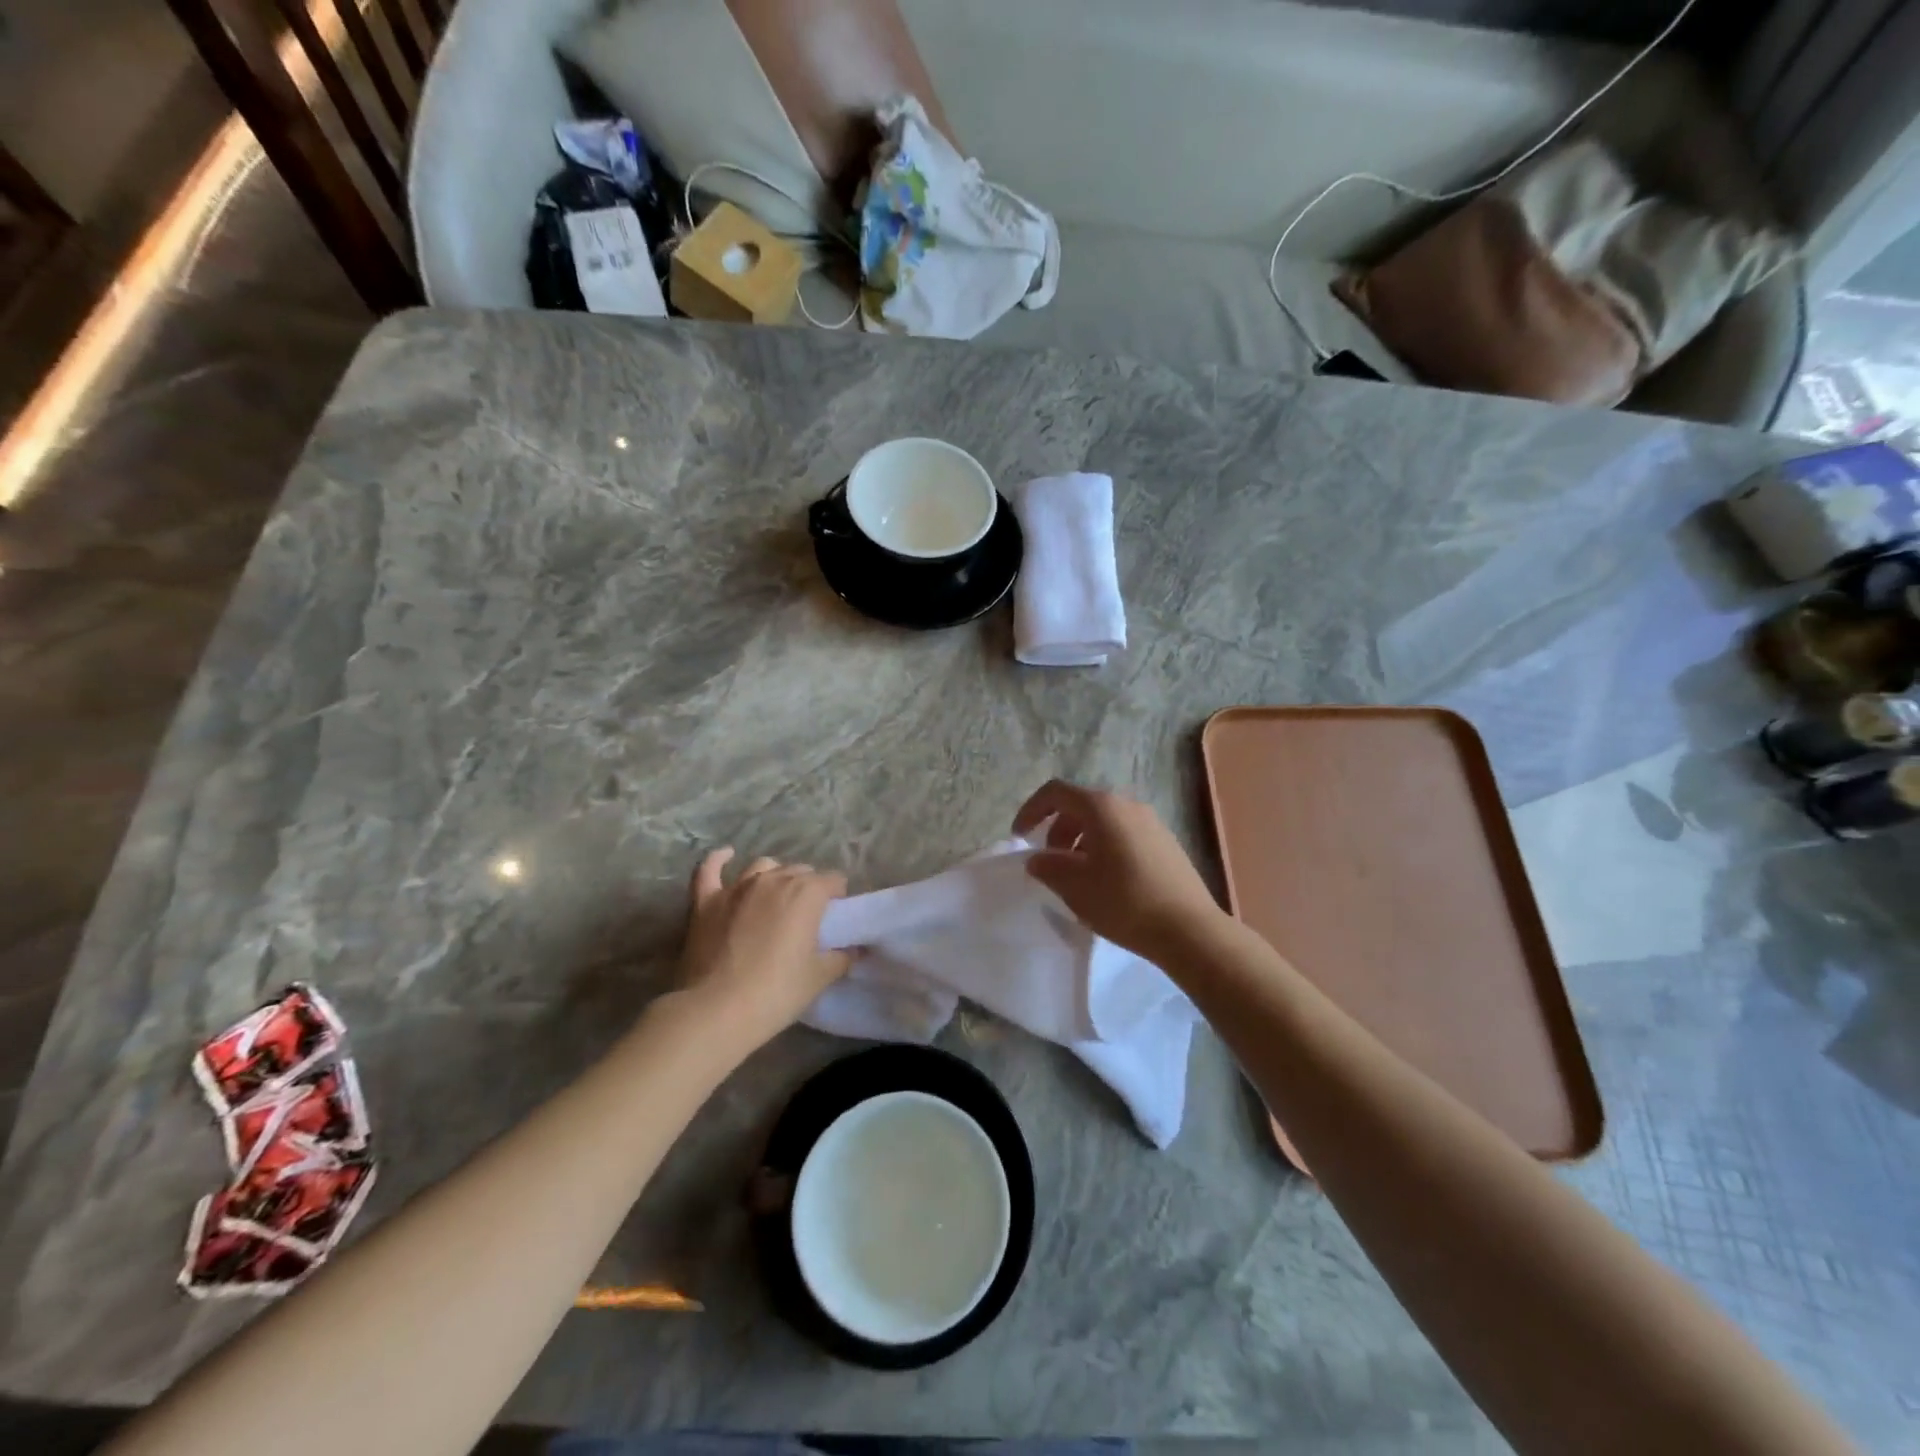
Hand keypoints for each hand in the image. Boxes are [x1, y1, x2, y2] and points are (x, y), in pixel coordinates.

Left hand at [675, 850, 850, 1050]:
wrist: (716, 1011)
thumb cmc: (776, 993)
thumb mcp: (819, 978)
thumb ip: (842, 957)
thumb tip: (856, 950)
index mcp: (806, 893)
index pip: (833, 881)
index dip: (837, 898)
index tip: (835, 919)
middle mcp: (773, 880)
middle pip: (800, 871)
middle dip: (808, 887)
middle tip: (807, 916)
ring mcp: (736, 888)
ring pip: (763, 866)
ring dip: (774, 875)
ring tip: (776, 895)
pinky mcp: (706, 901)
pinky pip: (709, 870)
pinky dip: (718, 860)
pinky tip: (726, 855)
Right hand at [1014, 780, 1223, 960]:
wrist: (1189, 929)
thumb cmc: (1124, 902)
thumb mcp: (1075, 886)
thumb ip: (1048, 866)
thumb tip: (1038, 859)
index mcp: (1102, 807)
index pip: (1056, 792)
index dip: (1031, 810)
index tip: (1020, 837)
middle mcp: (1128, 804)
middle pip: (1081, 805)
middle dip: (1057, 829)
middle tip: (1050, 861)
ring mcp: (1151, 822)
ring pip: (1104, 821)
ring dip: (1081, 840)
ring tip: (1077, 875)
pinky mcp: (1166, 843)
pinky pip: (1124, 834)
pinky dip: (1104, 847)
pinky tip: (1106, 881)